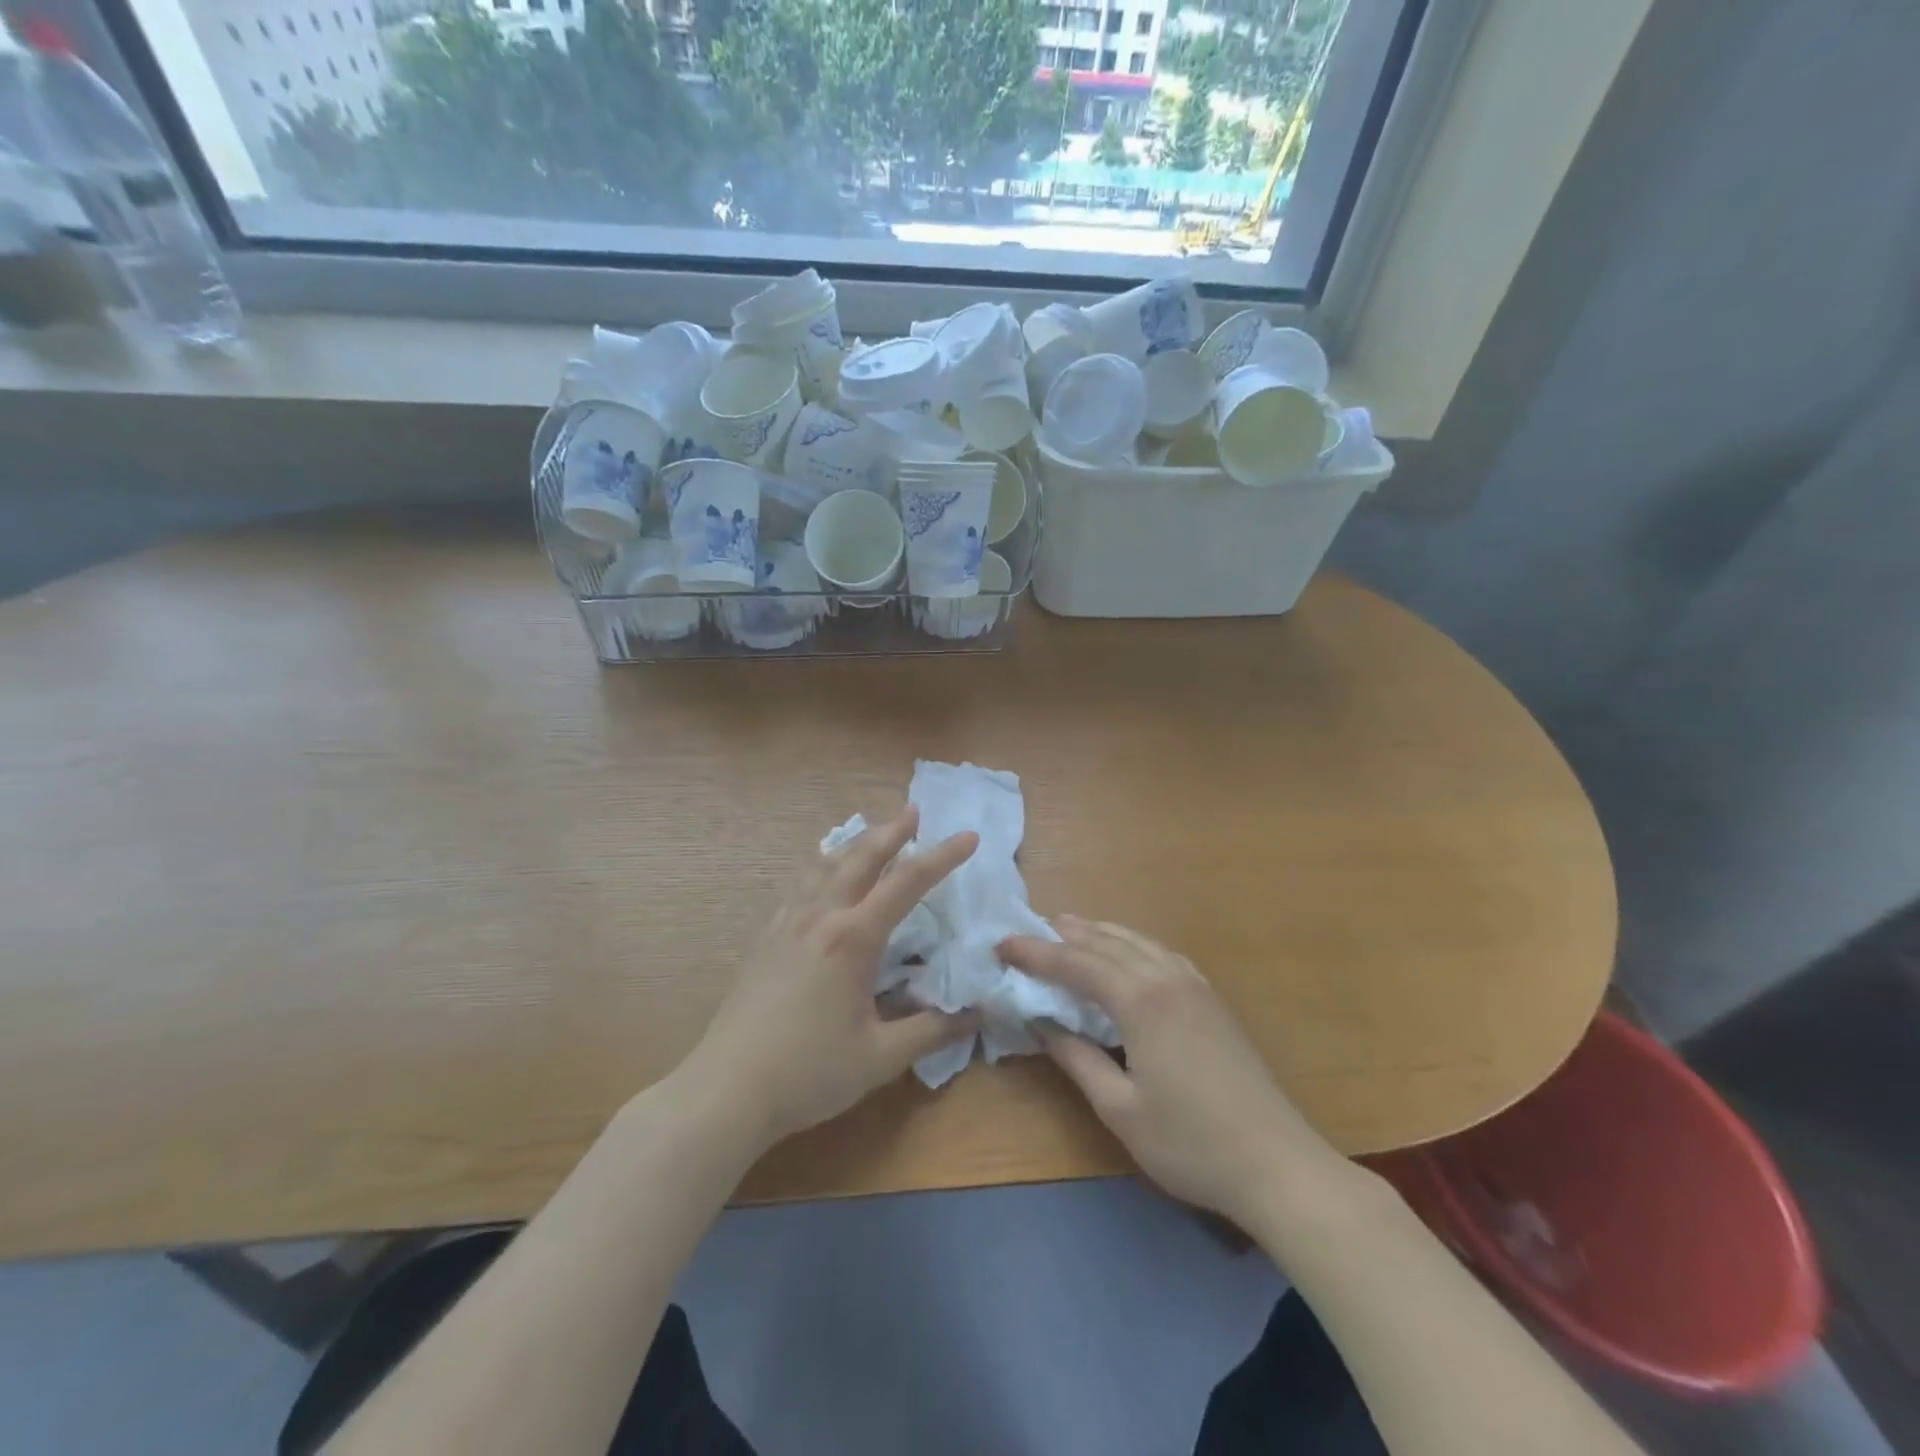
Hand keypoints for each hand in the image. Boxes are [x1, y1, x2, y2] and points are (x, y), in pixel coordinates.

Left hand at [683, 808, 978, 1148]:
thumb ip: (931, 1031)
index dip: (942, 857)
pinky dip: (822, 868)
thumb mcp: (880, 1057)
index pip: (908, 883)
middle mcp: (821, 917)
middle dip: (891, 832)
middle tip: (913, 810)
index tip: (969, 837)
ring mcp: (788, 924)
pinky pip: (800, 886)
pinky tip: (823, 880)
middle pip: (861, 858)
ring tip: (870, 834)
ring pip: (825, 866)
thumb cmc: (809, 1072)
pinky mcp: (766, 938)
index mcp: (853, 938)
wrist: (727, 1088)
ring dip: (854, 844)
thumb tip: (976, 1015)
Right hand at [998, 918, 1340, 1225]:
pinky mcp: (1213, 1000)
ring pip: (1139, 942)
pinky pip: (1164, 954)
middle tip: (1032, 929)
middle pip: (1107, 943)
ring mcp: (1196, 986)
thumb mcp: (1120, 1108)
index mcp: (1141, 1001)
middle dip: (1066, 934)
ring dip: (1101, 933)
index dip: (1036, 952)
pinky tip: (1130, 954)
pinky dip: (1134, 945)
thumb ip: (1077, 1058)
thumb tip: (1040, 1023)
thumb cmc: (1190, 1143)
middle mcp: (1167, 979)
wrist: (1277, 1164)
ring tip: (1072, 927)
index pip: (1076, 963)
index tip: (1002, 945)